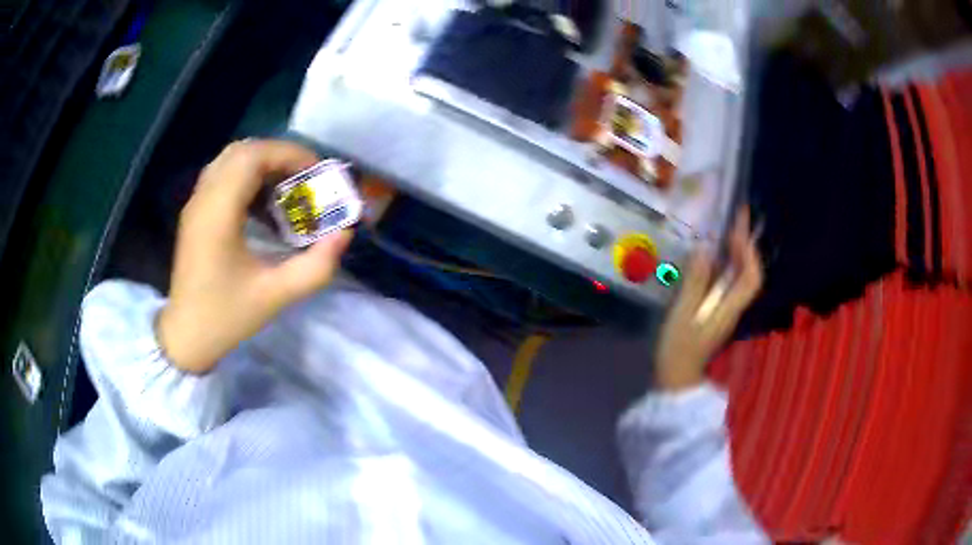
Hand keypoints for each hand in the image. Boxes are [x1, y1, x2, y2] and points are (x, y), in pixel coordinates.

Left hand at [156, 140, 352, 373]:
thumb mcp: (276, 296)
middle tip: (304, 178)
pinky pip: (222, 176)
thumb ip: (316, 266)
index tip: (316, 173)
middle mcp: (203, 199)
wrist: (186, 336)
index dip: (289, 154)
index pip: (252, 157)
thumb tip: (344, 234)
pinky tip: (263, 203)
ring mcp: (195, 203)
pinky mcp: (195, 212)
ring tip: (287, 187)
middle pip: (242, 151)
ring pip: (230, 160)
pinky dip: (247, 176)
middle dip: (279, 156)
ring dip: (262, 163)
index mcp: (218, 214)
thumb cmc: (226, 317)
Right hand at [654, 210, 762, 390]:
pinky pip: (731, 282)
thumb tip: (704, 251)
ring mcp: (727, 310)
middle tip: (738, 217)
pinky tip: (717, 255)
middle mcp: (734, 306)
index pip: (751, 277)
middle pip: (750, 273)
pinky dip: (729, 264)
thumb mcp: (682, 314)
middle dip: (747, 244)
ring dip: (739, 252)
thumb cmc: (678, 347)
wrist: (677, 376)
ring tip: (730, 229)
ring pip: (742, 277)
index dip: (748, 252)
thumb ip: (694, 283)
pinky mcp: (719, 311)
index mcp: (728, 307)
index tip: (738, 229)